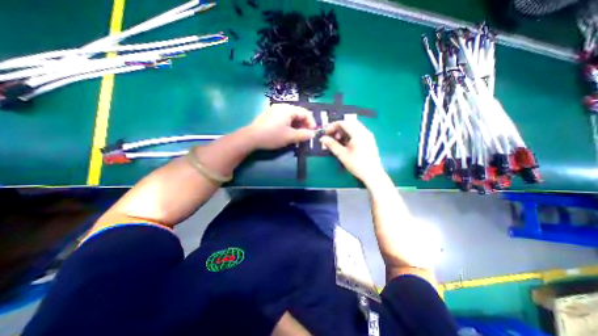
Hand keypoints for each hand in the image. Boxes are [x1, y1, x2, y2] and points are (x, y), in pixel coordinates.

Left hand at [245, 102, 316, 148]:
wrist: (251, 137)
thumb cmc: (272, 136)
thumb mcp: (290, 137)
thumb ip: (303, 135)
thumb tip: (312, 134)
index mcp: (288, 109)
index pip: (305, 112)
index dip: (311, 122)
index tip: (312, 132)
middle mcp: (282, 106)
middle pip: (298, 113)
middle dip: (303, 124)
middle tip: (304, 135)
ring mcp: (274, 110)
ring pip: (291, 116)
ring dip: (296, 125)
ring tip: (296, 135)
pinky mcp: (269, 115)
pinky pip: (283, 118)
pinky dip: (289, 125)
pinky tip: (287, 133)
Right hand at [320, 119, 384, 183]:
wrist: (372, 174)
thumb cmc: (356, 164)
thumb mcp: (342, 154)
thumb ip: (331, 144)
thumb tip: (322, 138)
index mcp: (358, 134)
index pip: (344, 123)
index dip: (333, 126)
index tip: (326, 131)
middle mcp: (364, 131)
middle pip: (350, 122)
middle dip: (339, 127)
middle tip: (332, 134)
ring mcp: (368, 135)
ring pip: (355, 126)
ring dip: (345, 130)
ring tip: (338, 139)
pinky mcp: (370, 140)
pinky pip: (359, 131)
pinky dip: (351, 133)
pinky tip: (346, 142)